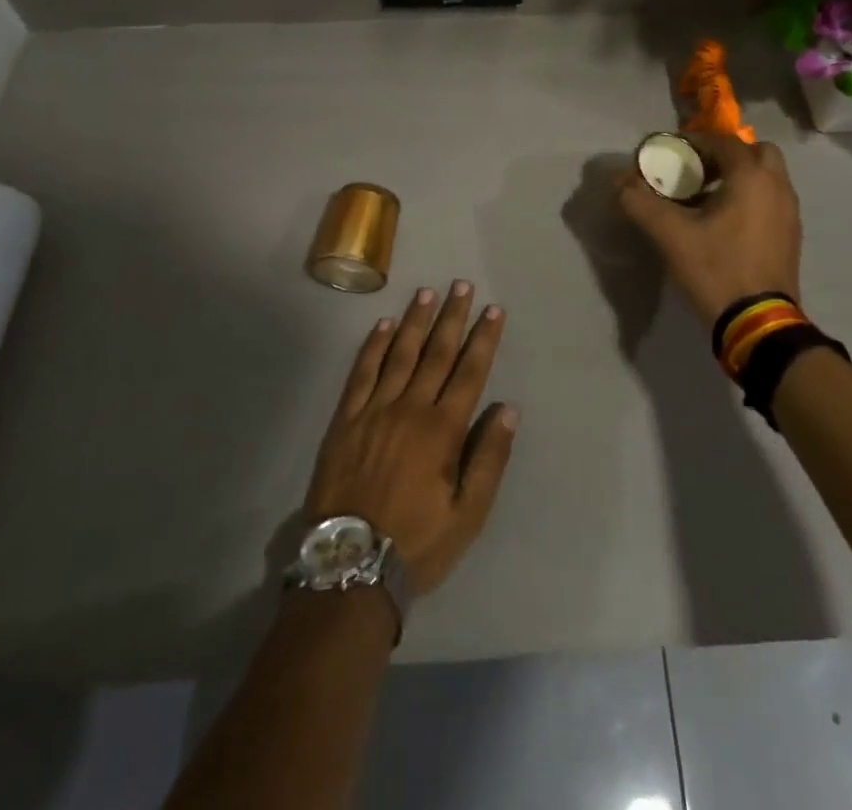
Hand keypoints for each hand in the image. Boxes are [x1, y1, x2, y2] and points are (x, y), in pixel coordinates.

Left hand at [305, 282, 516, 596]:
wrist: (349, 566)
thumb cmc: (416, 542)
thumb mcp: (468, 515)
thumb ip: (489, 458)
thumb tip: (506, 408)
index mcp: (443, 430)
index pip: (470, 372)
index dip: (484, 339)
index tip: (493, 310)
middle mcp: (410, 408)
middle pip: (436, 353)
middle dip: (452, 317)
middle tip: (462, 285)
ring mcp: (374, 410)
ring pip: (400, 354)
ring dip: (416, 321)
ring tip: (427, 293)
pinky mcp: (345, 419)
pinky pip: (361, 373)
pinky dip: (373, 346)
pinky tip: (383, 325)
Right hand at [618, 131, 801, 326]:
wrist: (759, 322)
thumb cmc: (716, 269)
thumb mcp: (670, 235)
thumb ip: (640, 202)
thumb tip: (619, 181)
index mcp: (751, 176)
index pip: (722, 141)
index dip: (694, 142)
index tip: (670, 153)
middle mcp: (777, 186)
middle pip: (755, 152)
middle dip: (725, 155)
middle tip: (697, 172)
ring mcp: (789, 212)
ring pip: (766, 177)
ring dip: (739, 177)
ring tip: (706, 198)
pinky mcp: (791, 235)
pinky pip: (771, 199)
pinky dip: (750, 197)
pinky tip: (724, 223)